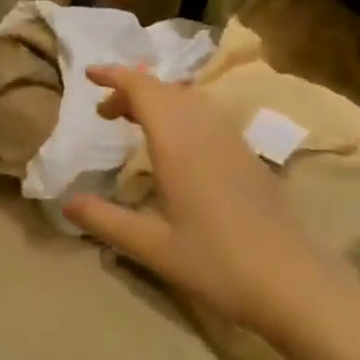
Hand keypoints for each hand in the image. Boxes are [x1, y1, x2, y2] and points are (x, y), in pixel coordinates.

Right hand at [62, 66, 319, 328]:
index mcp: (179, 144)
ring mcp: (233, 142)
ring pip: (191, 100)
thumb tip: (66, 203)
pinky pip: (208, 117)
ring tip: (134, 123)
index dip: (115, 76)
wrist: (293, 283)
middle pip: (167, 90)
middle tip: (105, 113)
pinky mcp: (249, 158)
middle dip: (132, 90)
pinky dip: (181, 114)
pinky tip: (175, 147)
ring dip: (159, 100)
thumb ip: (105, 220)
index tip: (89, 76)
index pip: (144, 90)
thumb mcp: (151, 246)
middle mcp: (206, 132)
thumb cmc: (216, 263)